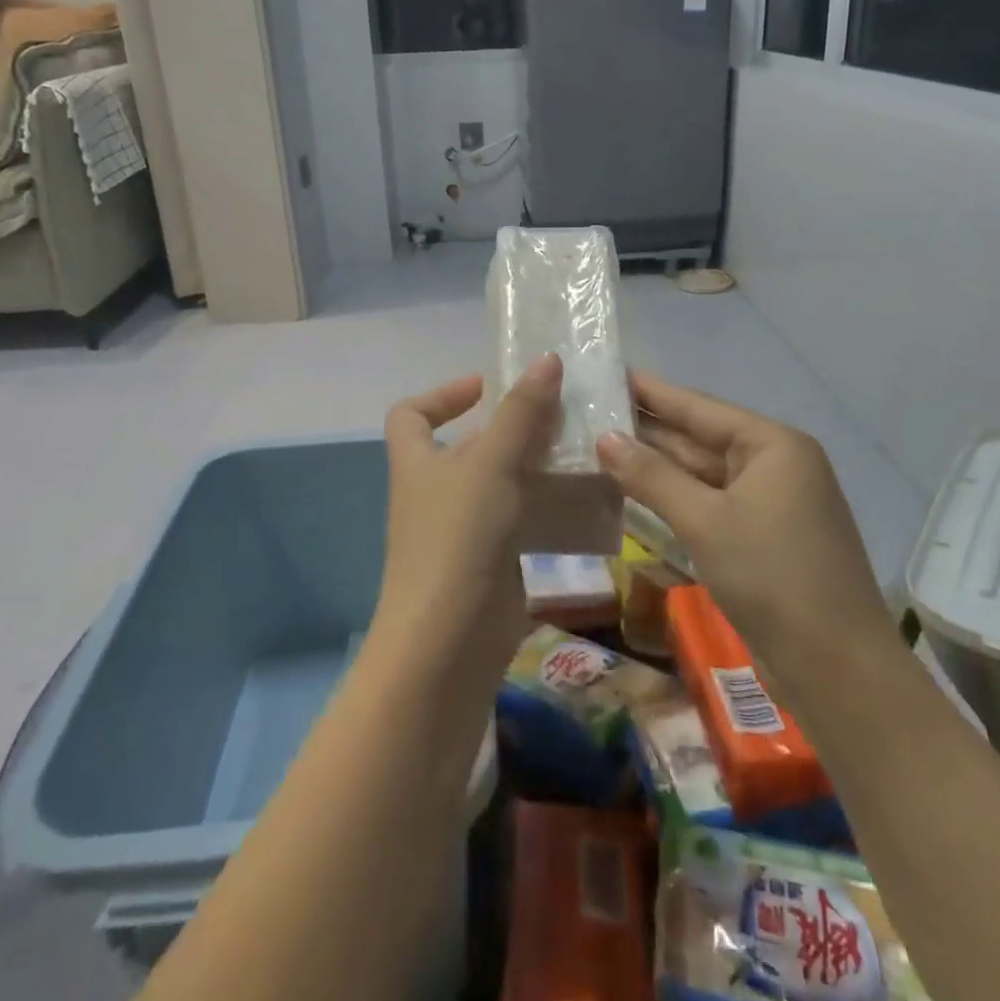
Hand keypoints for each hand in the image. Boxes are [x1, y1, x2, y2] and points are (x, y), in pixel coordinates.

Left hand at [374, 354, 564, 672]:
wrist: (449, 641)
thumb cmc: (458, 538)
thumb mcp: (490, 465)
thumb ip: (520, 413)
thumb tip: (546, 359)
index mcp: (418, 461)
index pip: (412, 413)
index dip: (444, 393)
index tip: (491, 385)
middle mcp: (436, 490)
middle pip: (469, 445)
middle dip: (512, 427)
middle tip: (564, 412)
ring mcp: (463, 528)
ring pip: (502, 482)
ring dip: (538, 465)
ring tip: (585, 448)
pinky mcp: (492, 560)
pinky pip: (521, 519)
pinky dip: (547, 506)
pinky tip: (587, 498)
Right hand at [595, 372, 898, 688]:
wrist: (837, 669)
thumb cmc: (772, 577)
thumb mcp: (705, 520)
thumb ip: (652, 476)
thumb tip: (605, 438)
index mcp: (773, 446)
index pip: (700, 407)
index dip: (652, 391)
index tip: (610, 372)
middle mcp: (775, 465)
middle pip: (700, 438)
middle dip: (648, 429)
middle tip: (591, 411)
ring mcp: (769, 504)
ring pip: (702, 474)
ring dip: (656, 466)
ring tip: (600, 445)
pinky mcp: (761, 538)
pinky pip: (709, 504)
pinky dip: (674, 498)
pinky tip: (634, 490)